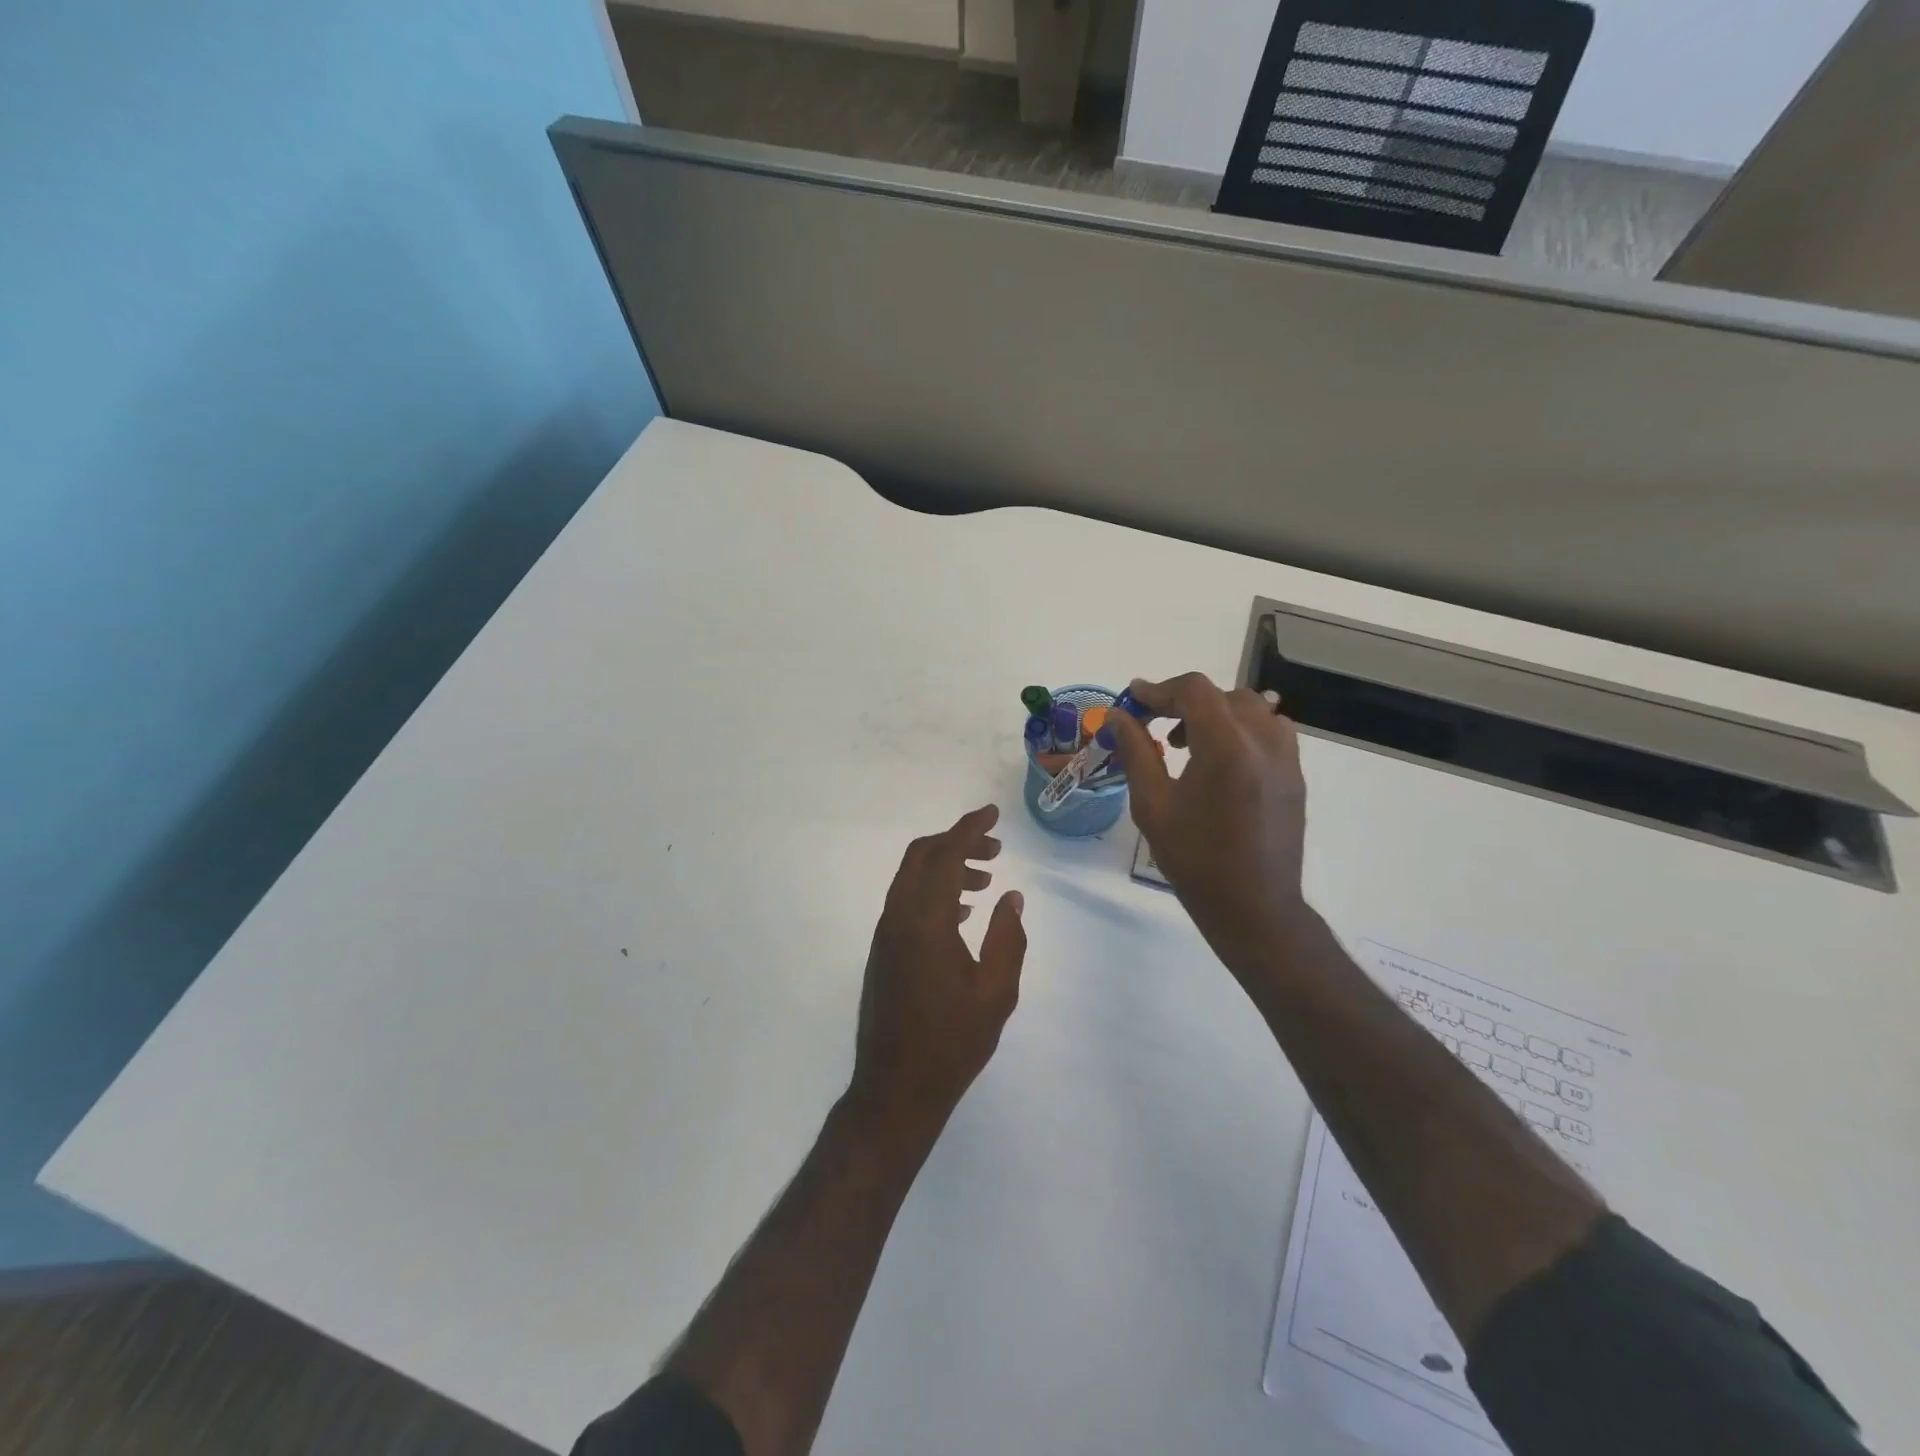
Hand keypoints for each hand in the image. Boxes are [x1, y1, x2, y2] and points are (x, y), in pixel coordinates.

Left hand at [848, 805, 1026, 1146]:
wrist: (895, 1089)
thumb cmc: (952, 1042)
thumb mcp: (995, 992)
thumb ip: (1006, 937)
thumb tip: (1011, 898)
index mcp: (924, 921)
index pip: (944, 855)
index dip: (969, 828)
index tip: (992, 813)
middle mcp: (898, 917)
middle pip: (921, 856)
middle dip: (957, 842)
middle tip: (995, 849)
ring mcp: (885, 934)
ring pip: (912, 878)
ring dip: (946, 868)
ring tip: (985, 881)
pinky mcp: (883, 951)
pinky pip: (907, 901)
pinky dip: (933, 891)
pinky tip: (962, 913)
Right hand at [1111, 673, 1314, 974]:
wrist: (1254, 907)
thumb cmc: (1195, 860)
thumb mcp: (1153, 805)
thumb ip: (1136, 751)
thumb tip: (1117, 716)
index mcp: (1227, 747)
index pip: (1195, 691)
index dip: (1159, 690)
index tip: (1134, 701)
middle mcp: (1264, 741)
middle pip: (1222, 695)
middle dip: (1184, 702)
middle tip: (1154, 726)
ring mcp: (1287, 757)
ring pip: (1250, 709)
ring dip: (1214, 714)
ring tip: (1187, 744)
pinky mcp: (1295, 774)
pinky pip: (1269, 731)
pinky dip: (1240, 730)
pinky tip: (1219, 762)